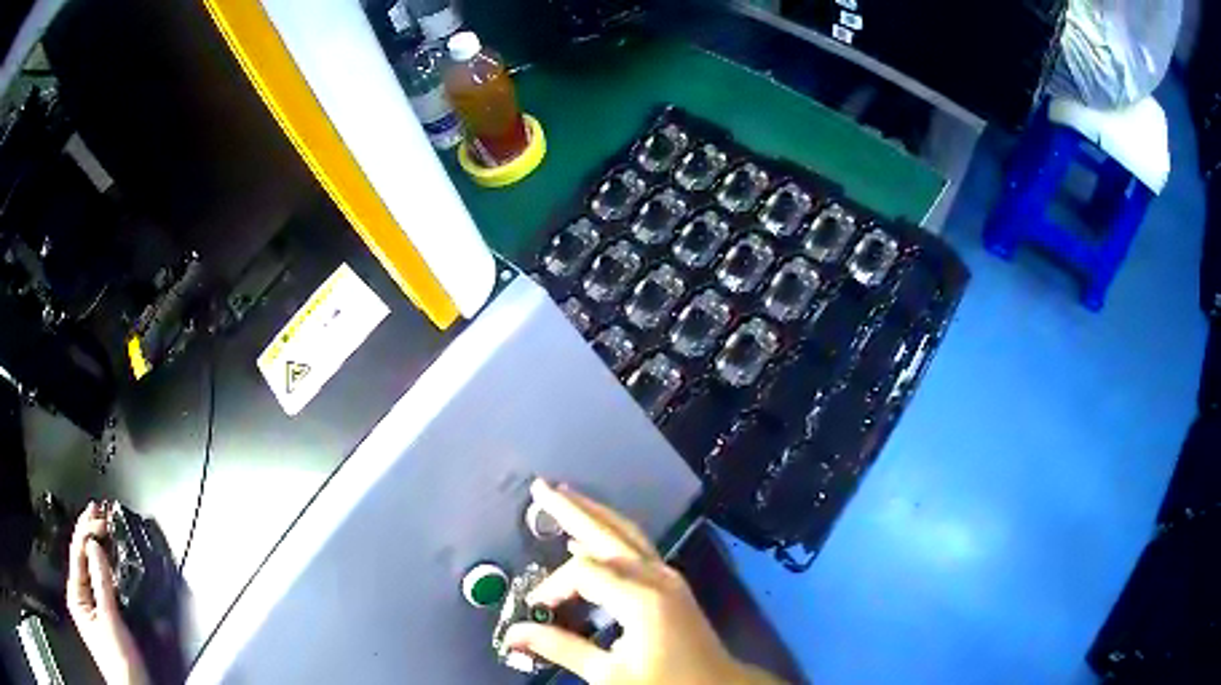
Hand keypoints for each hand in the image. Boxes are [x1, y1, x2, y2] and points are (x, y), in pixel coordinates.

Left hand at [67, 502, 149, 684]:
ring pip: (90, 571)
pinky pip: (99, 586)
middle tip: (99, 511)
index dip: (86, 529)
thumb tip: (95, 544)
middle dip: (89, 534)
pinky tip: (107, 562)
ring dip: (96, 550)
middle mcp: (80, 598)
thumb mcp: (110, 621)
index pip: (77, 552)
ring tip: (102, 529)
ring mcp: (91, 610)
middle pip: (81, 559)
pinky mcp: (104, 620)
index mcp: (75, 595)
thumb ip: (101, 582)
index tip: (100, 513)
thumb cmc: (119, 661)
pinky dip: (103, 570)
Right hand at [504, 480, 783, 684]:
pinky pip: (637, 550)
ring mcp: (668, 577)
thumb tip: (514, 633)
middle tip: (541, 487)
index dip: (553, 586)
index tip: (537, 609)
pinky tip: (591, 538)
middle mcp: (656, 576)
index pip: (583, 573)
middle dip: (573, 510)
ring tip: (564, 496)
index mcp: (641, 597)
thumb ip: (561, 648)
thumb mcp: (610, 674)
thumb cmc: (665, 683)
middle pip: (608, 532)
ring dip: (594, 514)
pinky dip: (610, 536)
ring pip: (626, 534)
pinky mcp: (671, 584)